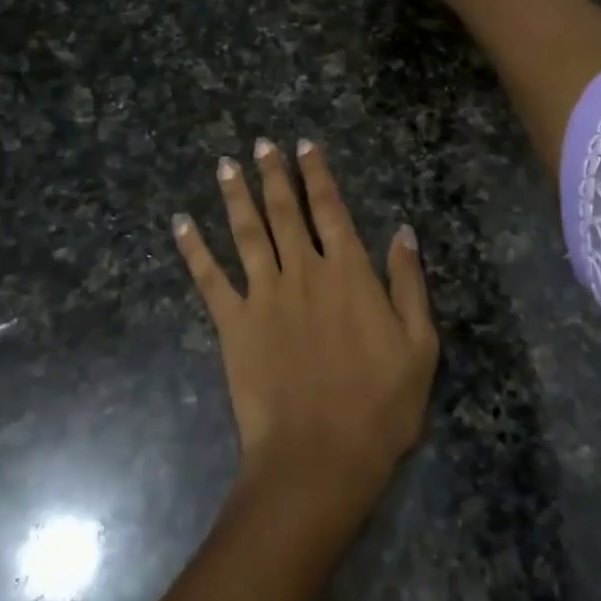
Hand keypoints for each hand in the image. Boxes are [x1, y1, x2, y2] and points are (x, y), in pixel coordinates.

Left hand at [173, 139, 438, 507]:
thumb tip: (403, 231)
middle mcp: (302, 271)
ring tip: (225, 165)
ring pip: (247, 232)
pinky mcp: (233, 323)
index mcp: (348, 272)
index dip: (318, 174)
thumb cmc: (379, 405)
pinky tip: (181, 224)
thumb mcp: (419, 345)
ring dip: (235, 196)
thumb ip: (408, 283)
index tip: (305, 145)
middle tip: (262, 144)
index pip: (330, 209)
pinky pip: (209, 278)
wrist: (320, 457)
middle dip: (274, 174)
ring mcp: (263, 295)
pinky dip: (193, 248)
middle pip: (284, 211)